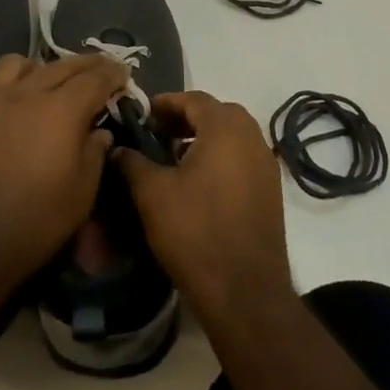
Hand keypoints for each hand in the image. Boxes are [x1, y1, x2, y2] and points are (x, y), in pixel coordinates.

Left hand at [0, 52, 127, 297]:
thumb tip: (100, 132)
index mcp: (63, 111)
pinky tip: (21, 93)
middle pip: (65, 65)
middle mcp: (30, 92)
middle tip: (103, 69)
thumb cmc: (32, 222)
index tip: (124, 74)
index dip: (113, 74)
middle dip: (89, 64)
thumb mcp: (81, 195)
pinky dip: (18, 74)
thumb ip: (94, 154)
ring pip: (28, 63)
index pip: (96, 78)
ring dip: (50, 66)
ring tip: (58, 81)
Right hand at [114, 90, 293, 321]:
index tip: (142, 115)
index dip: (166, 103)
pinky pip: (243, 158)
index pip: (194, 99)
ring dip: (205, 138)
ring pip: (233, 136)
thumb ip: (133, 162)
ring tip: (174, 158)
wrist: (244, 290)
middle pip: (218, 113)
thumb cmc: (195, 231)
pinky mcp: (271, 191)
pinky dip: (221, 158)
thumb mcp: (152, 193)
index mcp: (226, 129)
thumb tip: (118, 149)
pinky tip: (198, 183)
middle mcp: (252, 138)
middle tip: (158, 133)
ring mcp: (266, 165)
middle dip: (187, 118)